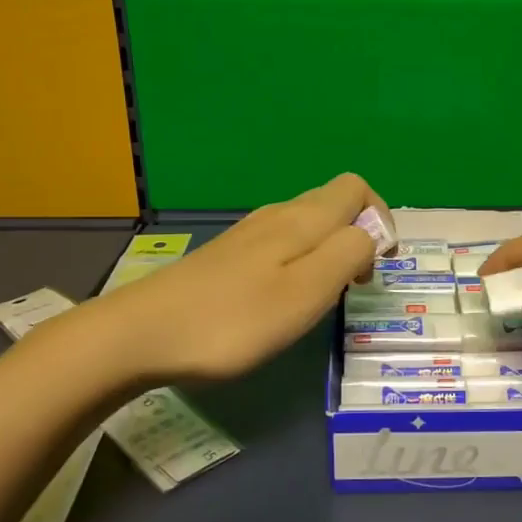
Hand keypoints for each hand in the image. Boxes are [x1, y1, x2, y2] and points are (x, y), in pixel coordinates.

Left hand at [91, 173, 380, 384]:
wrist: (141, 334)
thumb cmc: (234, 319)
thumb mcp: (306, 292)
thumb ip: (348, 255)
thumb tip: (372, 235)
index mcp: (302, 219)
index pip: (356, 187)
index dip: (380, 218)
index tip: (378, 265)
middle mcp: (277, 216)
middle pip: (333, 204)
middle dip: (358, 237)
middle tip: (353, 287)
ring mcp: (248, 235)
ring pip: (307, 226)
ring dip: (330, 253)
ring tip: (321, 298)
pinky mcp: (228, 257)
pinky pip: (282, 245)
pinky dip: (300, 264)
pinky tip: (282, 301)